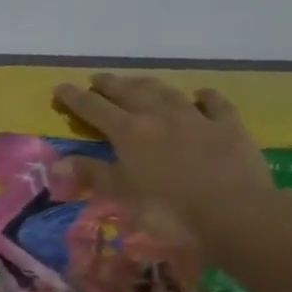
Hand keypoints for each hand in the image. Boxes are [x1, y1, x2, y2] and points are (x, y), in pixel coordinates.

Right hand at [53, 73, 278, 249]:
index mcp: (129, 132)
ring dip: (147, 84)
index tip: (60, 88)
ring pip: (166, 92)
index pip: (94, 109)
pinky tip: (199, 94)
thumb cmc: (168, 209)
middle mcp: (159, 116)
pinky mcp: (228, 126)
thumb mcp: (122, 195)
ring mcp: (196, 118)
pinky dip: (204, 96)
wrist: (234, 213)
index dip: (75, 98)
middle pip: (129, 93)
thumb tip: (57, 162)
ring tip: (136, 81)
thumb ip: (92, 174)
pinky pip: (214, 103)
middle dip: (109, 84)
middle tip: (97, 78)